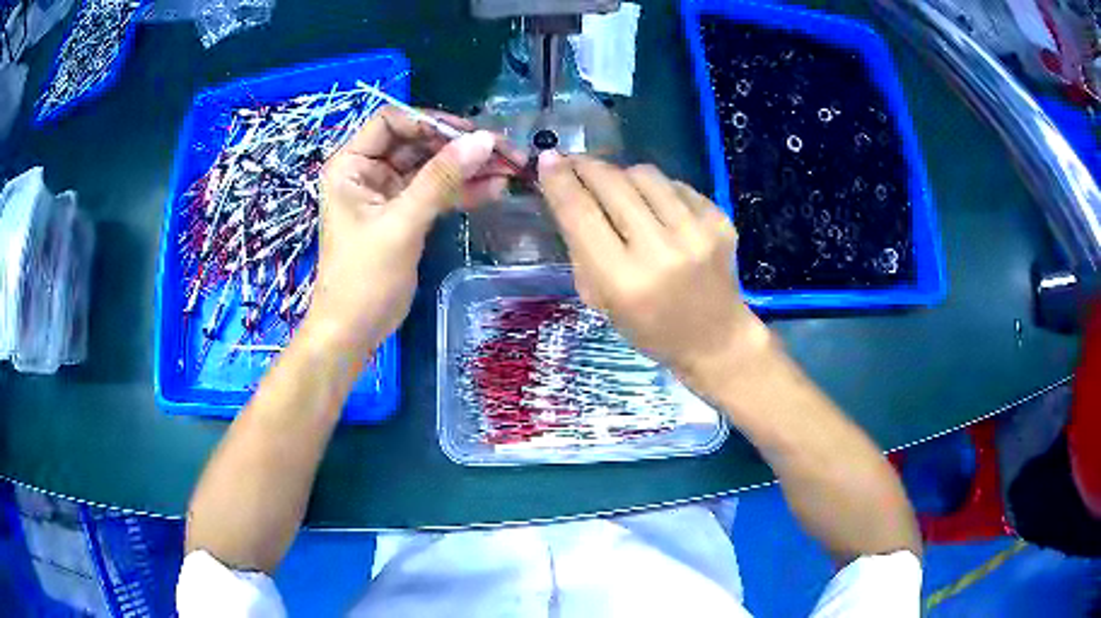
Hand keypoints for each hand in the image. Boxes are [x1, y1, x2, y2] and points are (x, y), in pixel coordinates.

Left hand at [307, 107, 505, 360]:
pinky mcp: (406, 214)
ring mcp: (388, 193)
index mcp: (351, 165)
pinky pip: (437, 192)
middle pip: (418, 142)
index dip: (429, 121)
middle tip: (503, 151)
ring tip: (510, 169)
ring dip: (468, 167)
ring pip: (432, 167)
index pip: (391, 121)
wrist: (354, 332)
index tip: (470, 133)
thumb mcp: (401, 224)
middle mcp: (368, 171)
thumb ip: (441, 179)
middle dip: (459, 146)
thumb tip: (484, 140)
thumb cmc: (363, 278)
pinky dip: (463, 190)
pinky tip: (495, 189)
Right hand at [537, 152, 768, 378]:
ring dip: (622, 175)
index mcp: (623, 280)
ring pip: (645, 175)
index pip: (581, 214)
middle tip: (574, 164)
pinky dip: (658, 190)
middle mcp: (661, 251)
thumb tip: (568, 193)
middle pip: (612, 184)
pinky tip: (656, 208)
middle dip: (587, 167)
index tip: (547, 160)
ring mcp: (697, 232)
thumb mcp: (601, 301)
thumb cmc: (650, 328)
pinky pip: (676, 185)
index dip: (559, 182)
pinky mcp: (719, 220)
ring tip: (617, 188)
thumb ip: (582, 248)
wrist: (716, 338)